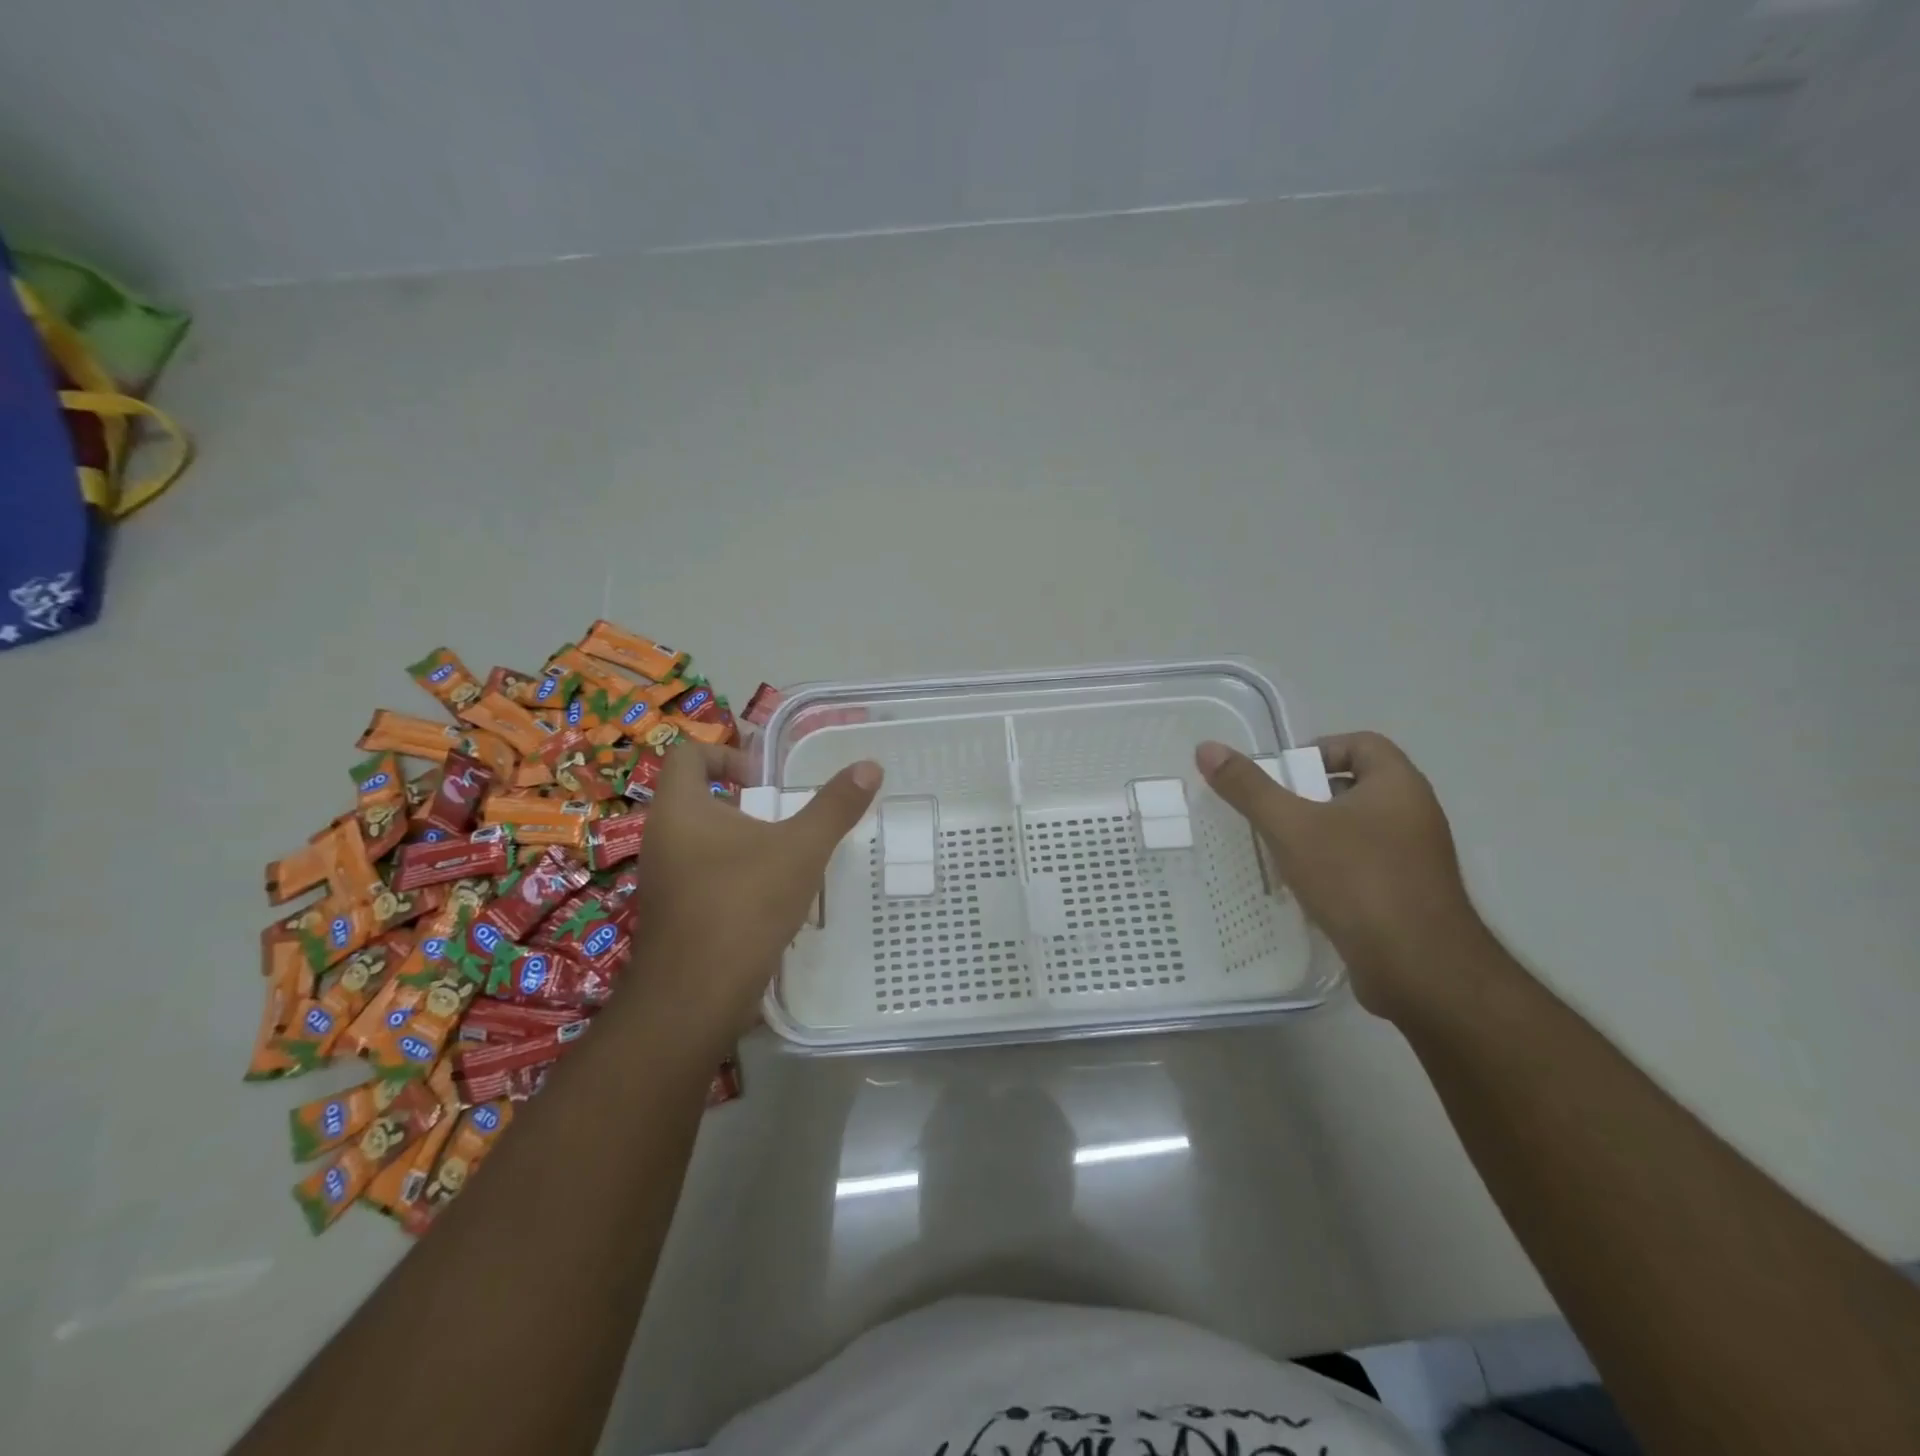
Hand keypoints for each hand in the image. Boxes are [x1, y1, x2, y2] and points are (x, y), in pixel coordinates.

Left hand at [629, 743, 882, 1034]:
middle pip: (698, 798)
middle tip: (786, 818)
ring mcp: (663, 881)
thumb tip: (870, 766)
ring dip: (743, 843)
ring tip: (786, 859)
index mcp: (679, 809)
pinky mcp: (673, 916)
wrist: (695, 998)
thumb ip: (835, 806)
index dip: (727, 753)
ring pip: (702, 842)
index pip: (688, 753)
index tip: (765, 779)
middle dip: (745, 803)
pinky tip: (770, 901)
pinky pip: (703, 879)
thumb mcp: (801, 849)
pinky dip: (735, 878)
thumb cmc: (743, 905)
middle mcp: (662, 839)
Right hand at [1195, 733, 1489, 1020]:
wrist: (1419, 969)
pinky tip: (1304, 890)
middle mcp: (1414, 814)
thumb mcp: (1291, 827)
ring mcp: (1416, 858)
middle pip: (1355, 786)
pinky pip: (1364, 865)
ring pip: (1357, 829)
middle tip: (1270, 814)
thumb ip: (1248, 788)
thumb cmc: (1357, 881)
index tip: (1282, 777)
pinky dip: (1333, 869)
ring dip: (1317, 835)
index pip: (1361, 743)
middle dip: (1308, 796)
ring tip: (1279, 853)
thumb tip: (1207, 748)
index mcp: (1398, 785)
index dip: (1318, 750)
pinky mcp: (1409, 895)